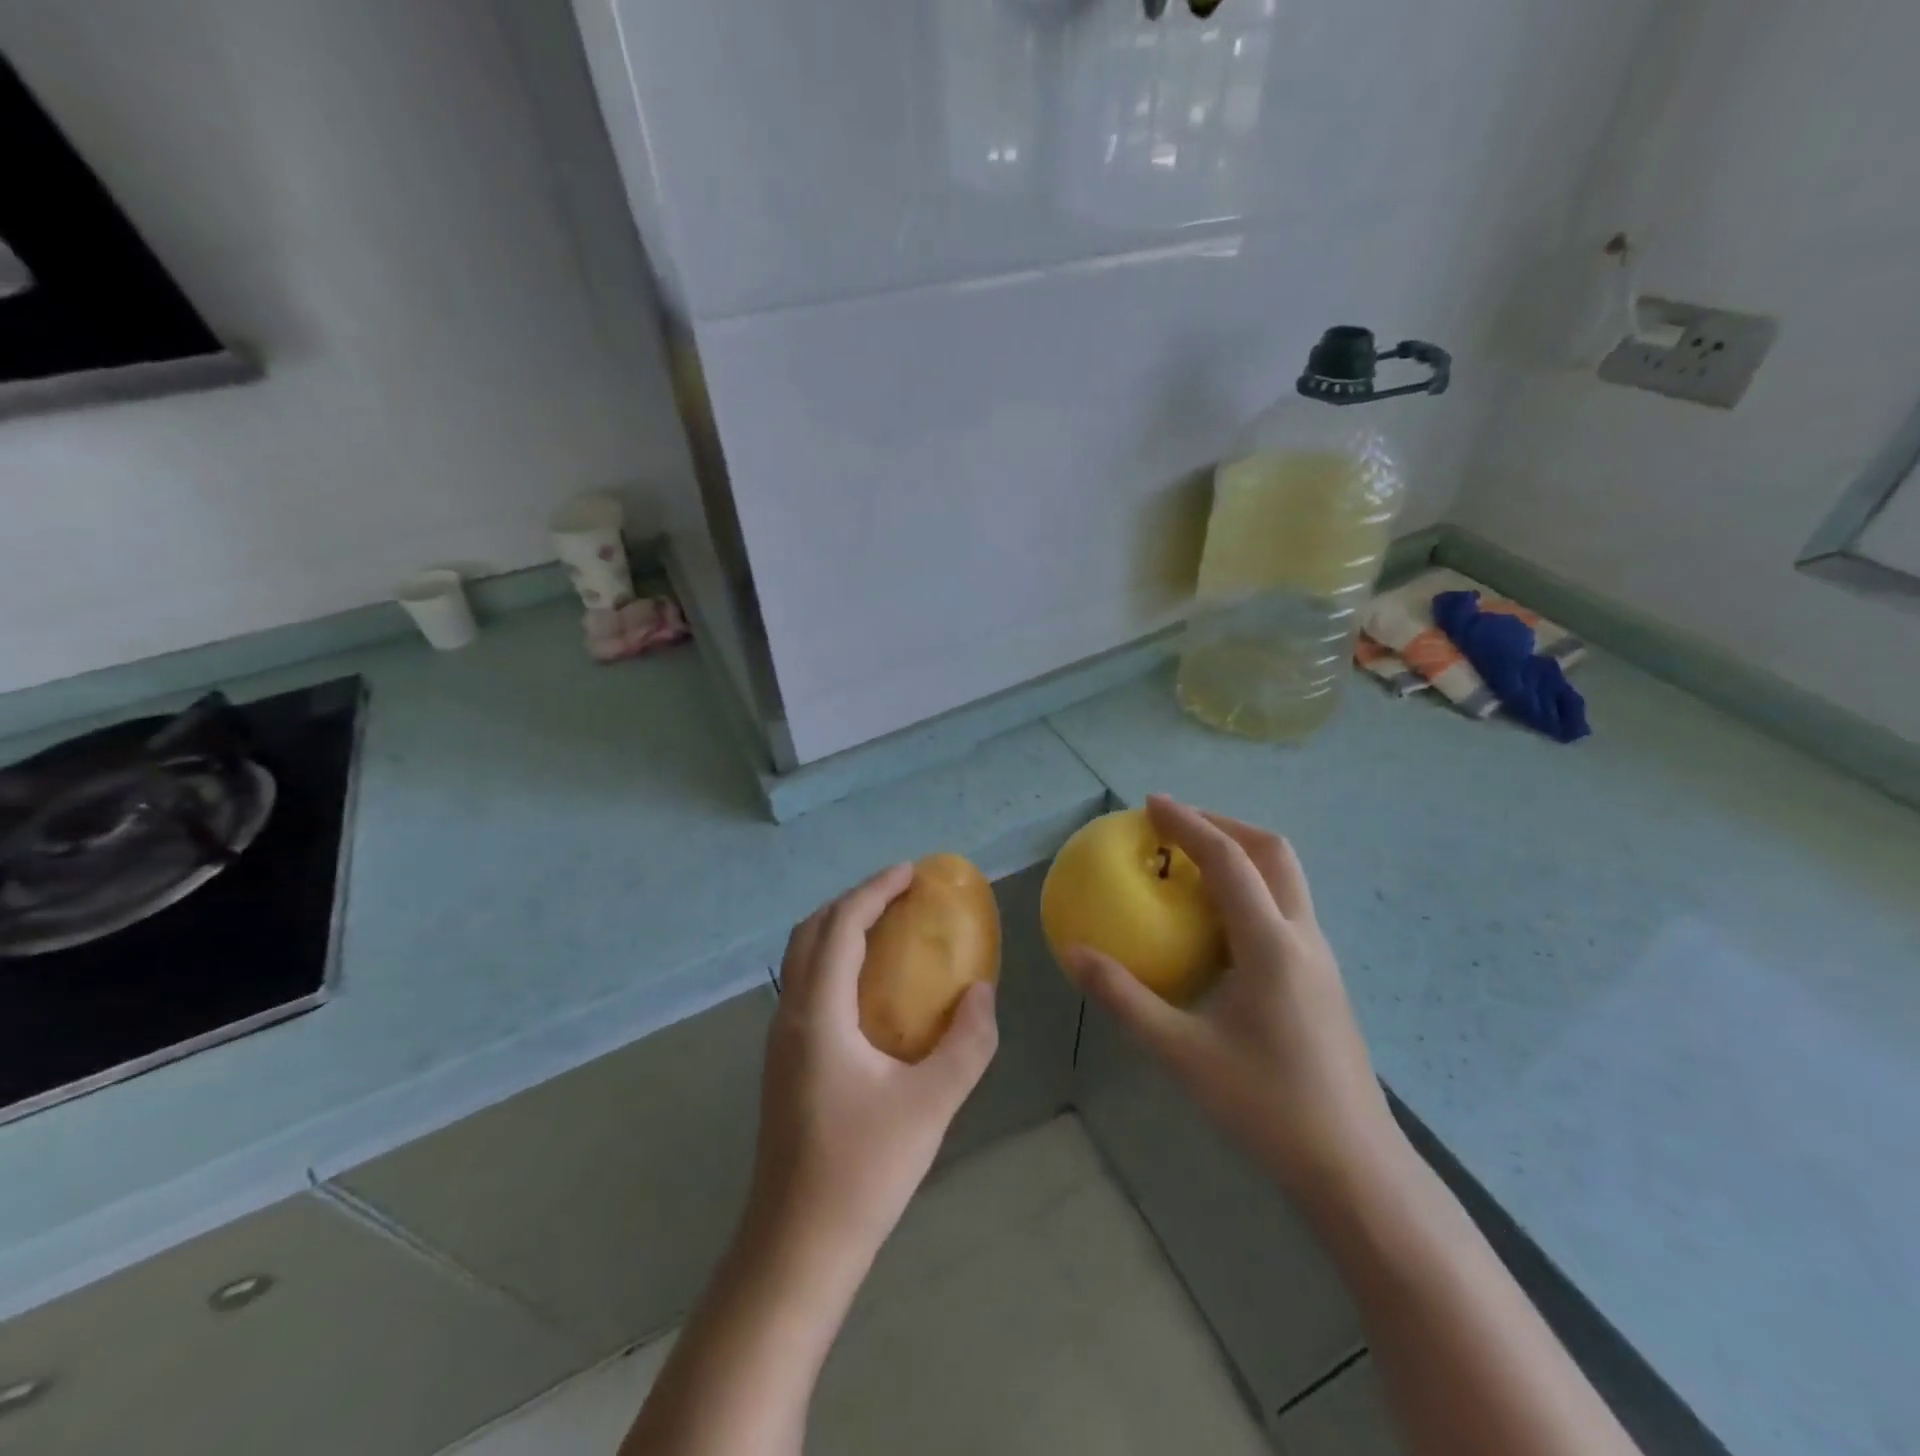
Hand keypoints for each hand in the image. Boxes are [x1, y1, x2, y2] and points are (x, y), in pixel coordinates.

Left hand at [747, 864, 999, 1273]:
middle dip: (854, 901)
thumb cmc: (862, 1172)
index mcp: (817, 1014)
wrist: (797, 1249)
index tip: (911, 872)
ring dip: (840, 930)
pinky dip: (835, 961)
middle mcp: (790, 1016)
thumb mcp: (931, 1105)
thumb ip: (967, 1043)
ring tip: (888, 929)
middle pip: (811, 932)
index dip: (874, 890)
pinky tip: (871, 989)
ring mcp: (781, 1041)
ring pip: (803, 959)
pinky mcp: (784, 1064)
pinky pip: (807, 986)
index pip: (841, 927)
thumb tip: (981, 993)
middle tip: (899, 894)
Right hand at [1063, 795, 1402, 1204]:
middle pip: (1272, 852)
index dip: (1189, 823)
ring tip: (1192, 862)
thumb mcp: (1182, 1054)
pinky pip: (1285, 907)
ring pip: (1286, 878)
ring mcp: (1319, 957)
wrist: (1356, 1169)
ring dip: (1241, 853)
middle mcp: (1302, 936)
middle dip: (1223, 824)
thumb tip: (1071, 953)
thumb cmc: (1267, 1108)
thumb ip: (1123, 998)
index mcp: (1270, 944)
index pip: (1228, 860)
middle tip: (1176, 825)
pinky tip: (1218, 923)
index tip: (1151, 804)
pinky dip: (1250, 888)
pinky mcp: (1322, 978)